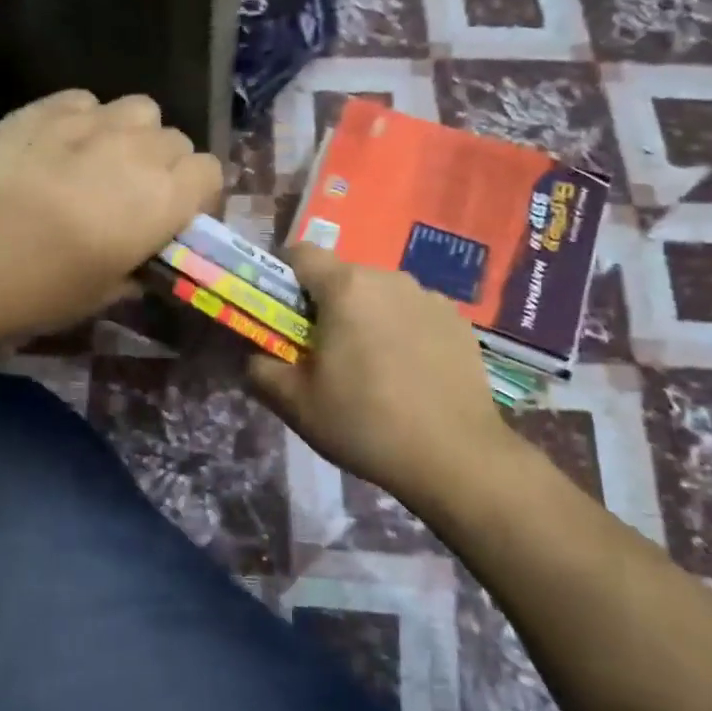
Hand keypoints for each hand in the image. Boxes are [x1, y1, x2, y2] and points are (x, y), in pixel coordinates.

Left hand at [0, 90, 222, 338]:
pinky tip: (58, 144)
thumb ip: (132, 274)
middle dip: (164, 164)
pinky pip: (86, 101)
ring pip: (139, 109)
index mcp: (165, 198)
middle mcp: (140, 150)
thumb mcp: (101, 295)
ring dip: (131, 133)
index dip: (196, 194)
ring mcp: (93, 121)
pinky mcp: (47, 107)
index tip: (174, 216)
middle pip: (176, 139)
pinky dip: (84, 119)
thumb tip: (137, 269)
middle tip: (132, 194)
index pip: (210, 172)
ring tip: (100, 159)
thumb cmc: (42, 287)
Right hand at [248, 245, 522, 511]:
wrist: (456, 456)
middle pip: (342, 276)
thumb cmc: (364, 422)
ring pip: (380, 294)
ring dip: (366, 316)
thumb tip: (253, 355)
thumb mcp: (295, 403)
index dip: (282, 276)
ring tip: (370, 366)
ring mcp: (429, 297)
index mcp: (345, 287)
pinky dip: (402, 331)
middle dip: (325, 304)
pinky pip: (414, 313)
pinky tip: (408, 374)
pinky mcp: (458, 321)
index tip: (280, 311)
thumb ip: (260, 369)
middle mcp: (388, 277)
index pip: (300, 253)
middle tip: (321, 350)